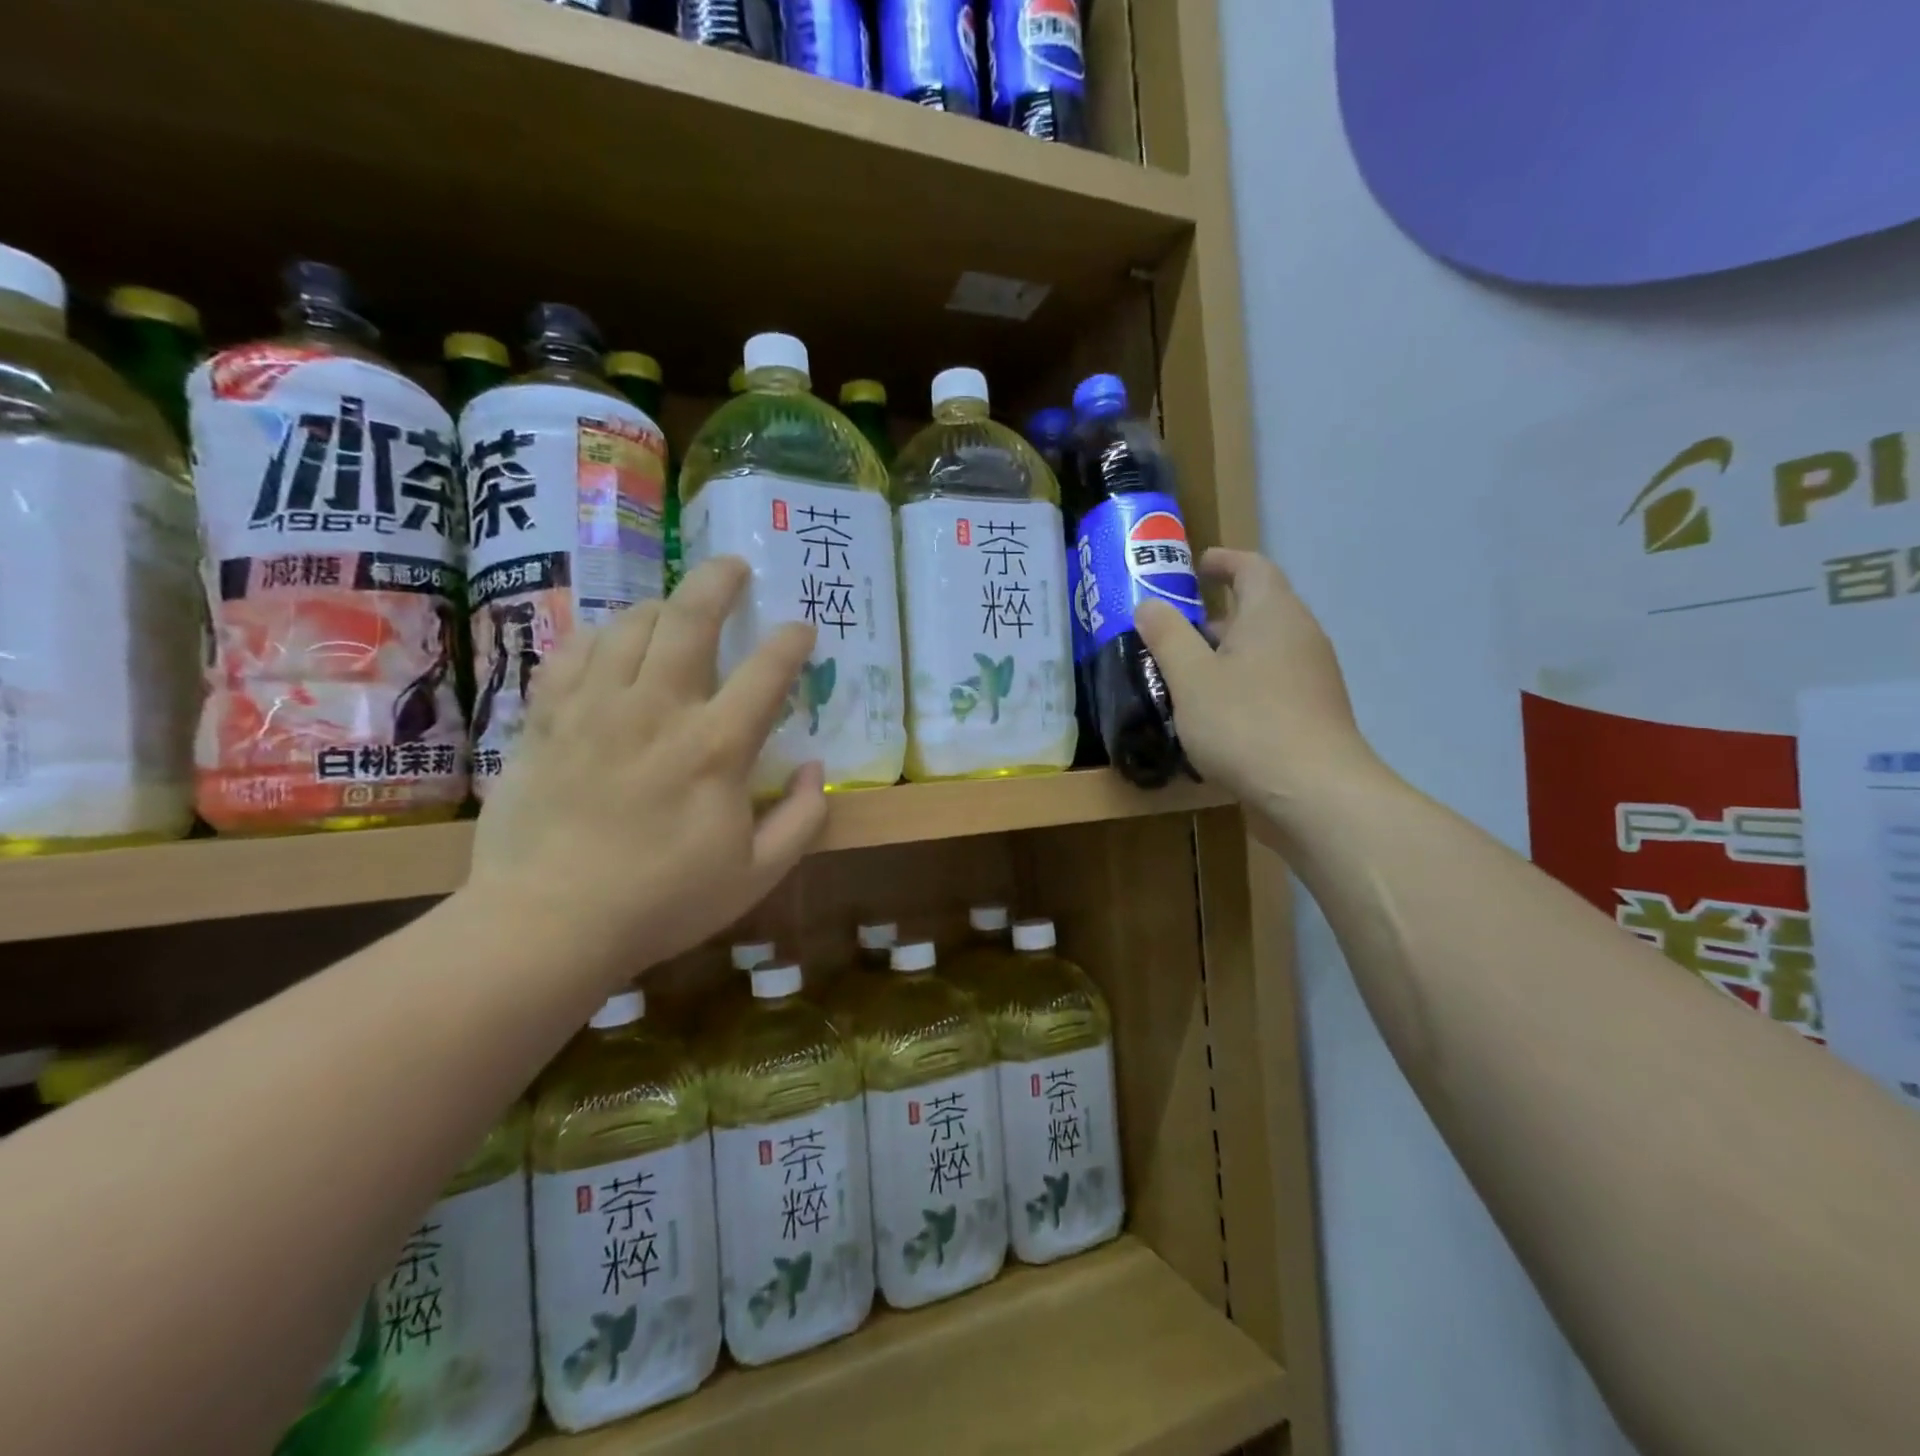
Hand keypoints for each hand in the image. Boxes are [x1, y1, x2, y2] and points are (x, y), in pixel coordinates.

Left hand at [463, 557, 826, 979]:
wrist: (547, 924)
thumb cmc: (663, 902)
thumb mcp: (756, 875)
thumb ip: (801, 819)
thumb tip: (815, 768)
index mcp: (715, 748)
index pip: (766, 671)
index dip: (791, 640)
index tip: (801, 629)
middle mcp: (657, 710)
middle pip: (689, 620)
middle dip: (718, 582)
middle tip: (733, 566)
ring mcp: (595, 709)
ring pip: (628, 626)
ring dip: (659, 606)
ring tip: (673, 608)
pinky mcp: (548, 720)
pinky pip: (573, 653)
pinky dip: (598, 637)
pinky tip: (609, 642)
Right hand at [1137, 549, 1383, 824]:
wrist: (1314, 792)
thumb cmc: (1246, 723)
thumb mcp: (1191, 678)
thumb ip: (1167, 636)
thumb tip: (1149, 605)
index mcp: (1273, 613)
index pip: (1252, 567)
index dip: (1223, 561)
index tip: (1196, 565)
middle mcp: (1300, 634)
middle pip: (1259, 608)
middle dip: (1216, 615)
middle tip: (1175, 631)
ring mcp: (1313, 675)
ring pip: (1264, 649)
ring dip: (1227, 654)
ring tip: (1186, 675)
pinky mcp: (1313, 710)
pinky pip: (1272, 680)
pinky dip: (1242, 682)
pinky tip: (1215, 714)